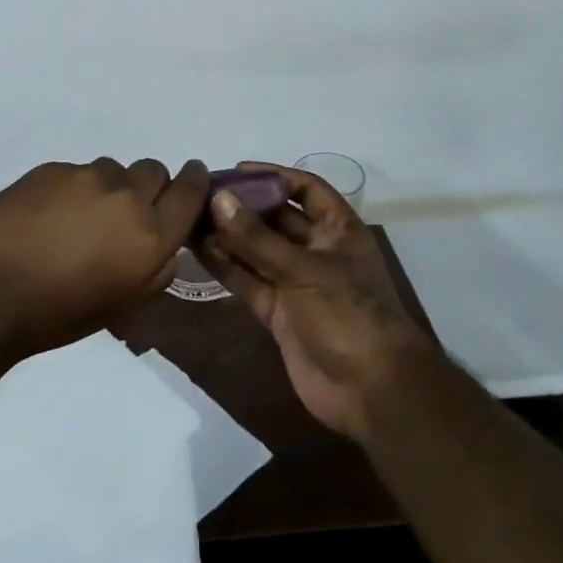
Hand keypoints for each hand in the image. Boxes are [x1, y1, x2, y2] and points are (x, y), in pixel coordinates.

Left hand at [0, 158, 210, 360]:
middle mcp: (125, 197)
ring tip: (77, 218)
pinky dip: (71, 188)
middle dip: (147, 187)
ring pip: (112, 169)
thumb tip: (165, 245)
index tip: (190, 179)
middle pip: (153, 170)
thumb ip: (155, 268)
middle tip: (123, 212)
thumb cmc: (57, 314)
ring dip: (106, 188)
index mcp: (150, 236)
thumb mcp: (122, 303)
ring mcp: (85, 177)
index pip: (191, 190)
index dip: (195, 181)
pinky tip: (47, 215)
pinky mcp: (50, 168)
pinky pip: (75, 172)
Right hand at [195, 161, 433, 442]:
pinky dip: (226, 267)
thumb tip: (218, 199)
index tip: (237, 170)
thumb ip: (257, 238)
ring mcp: (296, 283)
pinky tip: (199, 250)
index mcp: (338, 231)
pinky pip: (248, 282)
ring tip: (191, 219)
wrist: (370, 392)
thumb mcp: (303, 269)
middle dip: (244, 207)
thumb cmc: (348, 315)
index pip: (306, 190)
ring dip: (229, 236)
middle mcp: (316, 251)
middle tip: (203, 194)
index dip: (274, 176)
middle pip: (277, 219)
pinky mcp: (278, 313)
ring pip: (257, 251)